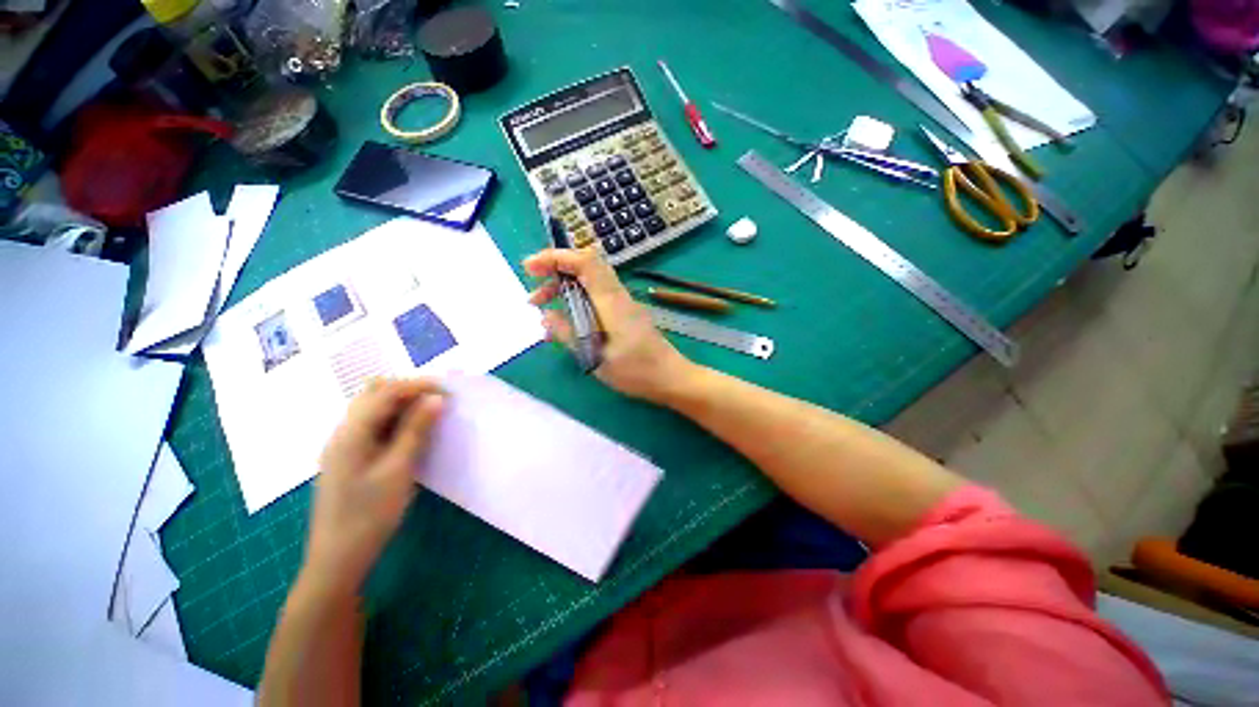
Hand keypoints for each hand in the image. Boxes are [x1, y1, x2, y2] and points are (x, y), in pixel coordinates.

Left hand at [303, 378, 445, 594]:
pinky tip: (411, 432)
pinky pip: (372, 425)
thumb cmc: (370, 515)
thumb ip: (416, 430)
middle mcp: (343, 432)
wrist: (338, 558)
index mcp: (351, 433)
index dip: (418, 386)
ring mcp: (343, 445)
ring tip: (430, 414)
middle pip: (374, 394)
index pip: (386, 392)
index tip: (450, 391)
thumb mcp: (399, 469)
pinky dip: (394, 420)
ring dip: (402, 404)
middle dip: (409, 390)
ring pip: (373, 409)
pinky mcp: (348, 457)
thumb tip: (436, 398)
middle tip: (440, 401)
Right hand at [524, 247, 697, 402]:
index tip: (530, 268)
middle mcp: (618, 295)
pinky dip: (577, 302)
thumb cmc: (636, 370)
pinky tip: (568, 323)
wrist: (670, 377)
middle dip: (555, 274)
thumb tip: (545, 317)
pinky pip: (597, 297)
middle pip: (585, 267)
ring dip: (565, 290)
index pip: (584, 262)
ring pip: (590, 283)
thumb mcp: (595, 356)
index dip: (555, 257)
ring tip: (545, 311)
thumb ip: (569, 334)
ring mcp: (623, 304)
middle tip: (534, 297)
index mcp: (611, 300)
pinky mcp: (625, 314)